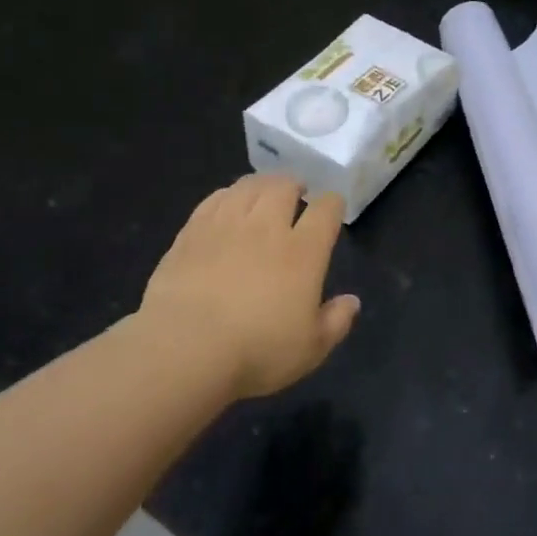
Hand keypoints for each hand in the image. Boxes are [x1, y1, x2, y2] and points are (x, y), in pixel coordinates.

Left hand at [134, 175, 360, 401]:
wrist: (184, 348)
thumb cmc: (256, 351)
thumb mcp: (311, 349)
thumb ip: (336, 322)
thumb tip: (352, 301)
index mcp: (304, 252)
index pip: (325, 211)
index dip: (333, 204)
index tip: (333, 206)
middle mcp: (267, 228)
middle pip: (284, 188)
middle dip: (295, 185)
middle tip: (297, 191)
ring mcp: (226, 226)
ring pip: (248, 187)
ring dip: (263, 184)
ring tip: (266, 190)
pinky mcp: (192, 232)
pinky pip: (215, 199)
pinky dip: (228, 194)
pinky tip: (229, 201)